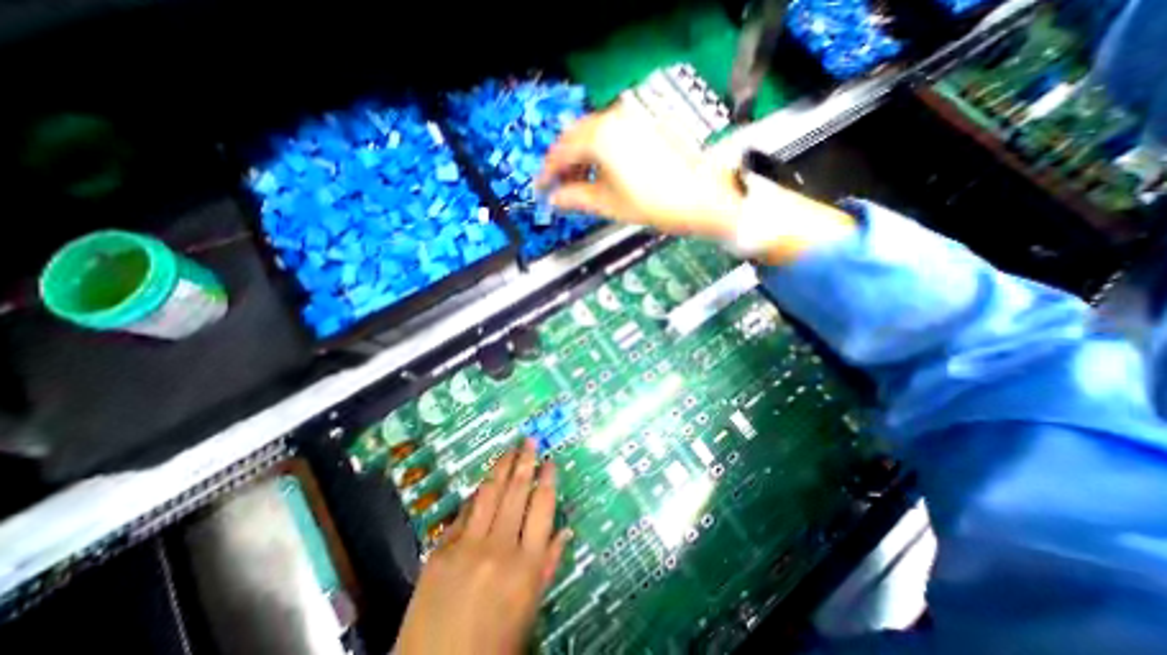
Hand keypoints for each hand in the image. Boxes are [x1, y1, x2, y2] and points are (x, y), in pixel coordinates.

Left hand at [393, 441, 573, 654]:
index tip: (550, 461)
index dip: (547, 480)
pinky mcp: (441, 549)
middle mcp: (499, 548)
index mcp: (526, 566)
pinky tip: (484, 482)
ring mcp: (467, 545)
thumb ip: (547, 565)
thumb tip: (565, 531)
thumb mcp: (529, 611)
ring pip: (490, 493)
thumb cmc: (493, 646)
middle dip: (524, 461)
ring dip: (501, 466)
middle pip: (516, 491)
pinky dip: (477, 494)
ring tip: (509, 448)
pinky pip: (465, 512)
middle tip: (529, 440)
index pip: (542, 507)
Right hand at [534, 101, 742, 239]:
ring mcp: (633, 120)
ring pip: (593, 135)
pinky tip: (601, 172)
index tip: (540, 189)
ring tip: (579, 183)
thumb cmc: (653, 203)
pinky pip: (612, 135)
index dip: (547, 172)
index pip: (562, 151)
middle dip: (563, 163)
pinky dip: (599, 153)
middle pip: (575, 138)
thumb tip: (554, 199)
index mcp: (601, 137)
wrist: (703, 196)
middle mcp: (614, 119)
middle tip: (558, 187)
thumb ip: (576, 199)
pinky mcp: (646, 126)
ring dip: (581, 157)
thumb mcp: (609, 205)